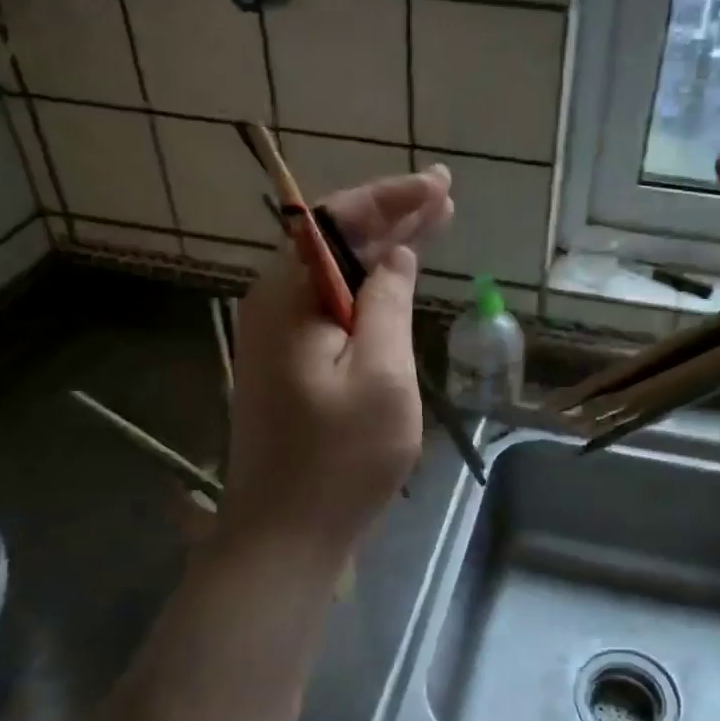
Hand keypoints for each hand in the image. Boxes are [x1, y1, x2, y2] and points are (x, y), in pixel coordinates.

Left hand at [219, 166, 453, 562]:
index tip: (439, 186)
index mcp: (289, 297)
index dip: (391, 198)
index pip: (337, 221)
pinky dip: (370, 288)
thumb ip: (387, 304)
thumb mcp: (381, 375)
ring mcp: (279, 336)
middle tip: (444, 194)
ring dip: (383, 248)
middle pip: (335, 242)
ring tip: (431, 222)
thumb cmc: (339, 459)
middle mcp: (275, 305)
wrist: (286, 534)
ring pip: (336, 274)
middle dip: (391, 215)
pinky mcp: (291, 364)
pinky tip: (397, 280)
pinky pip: (333, 307)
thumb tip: (396, 257)